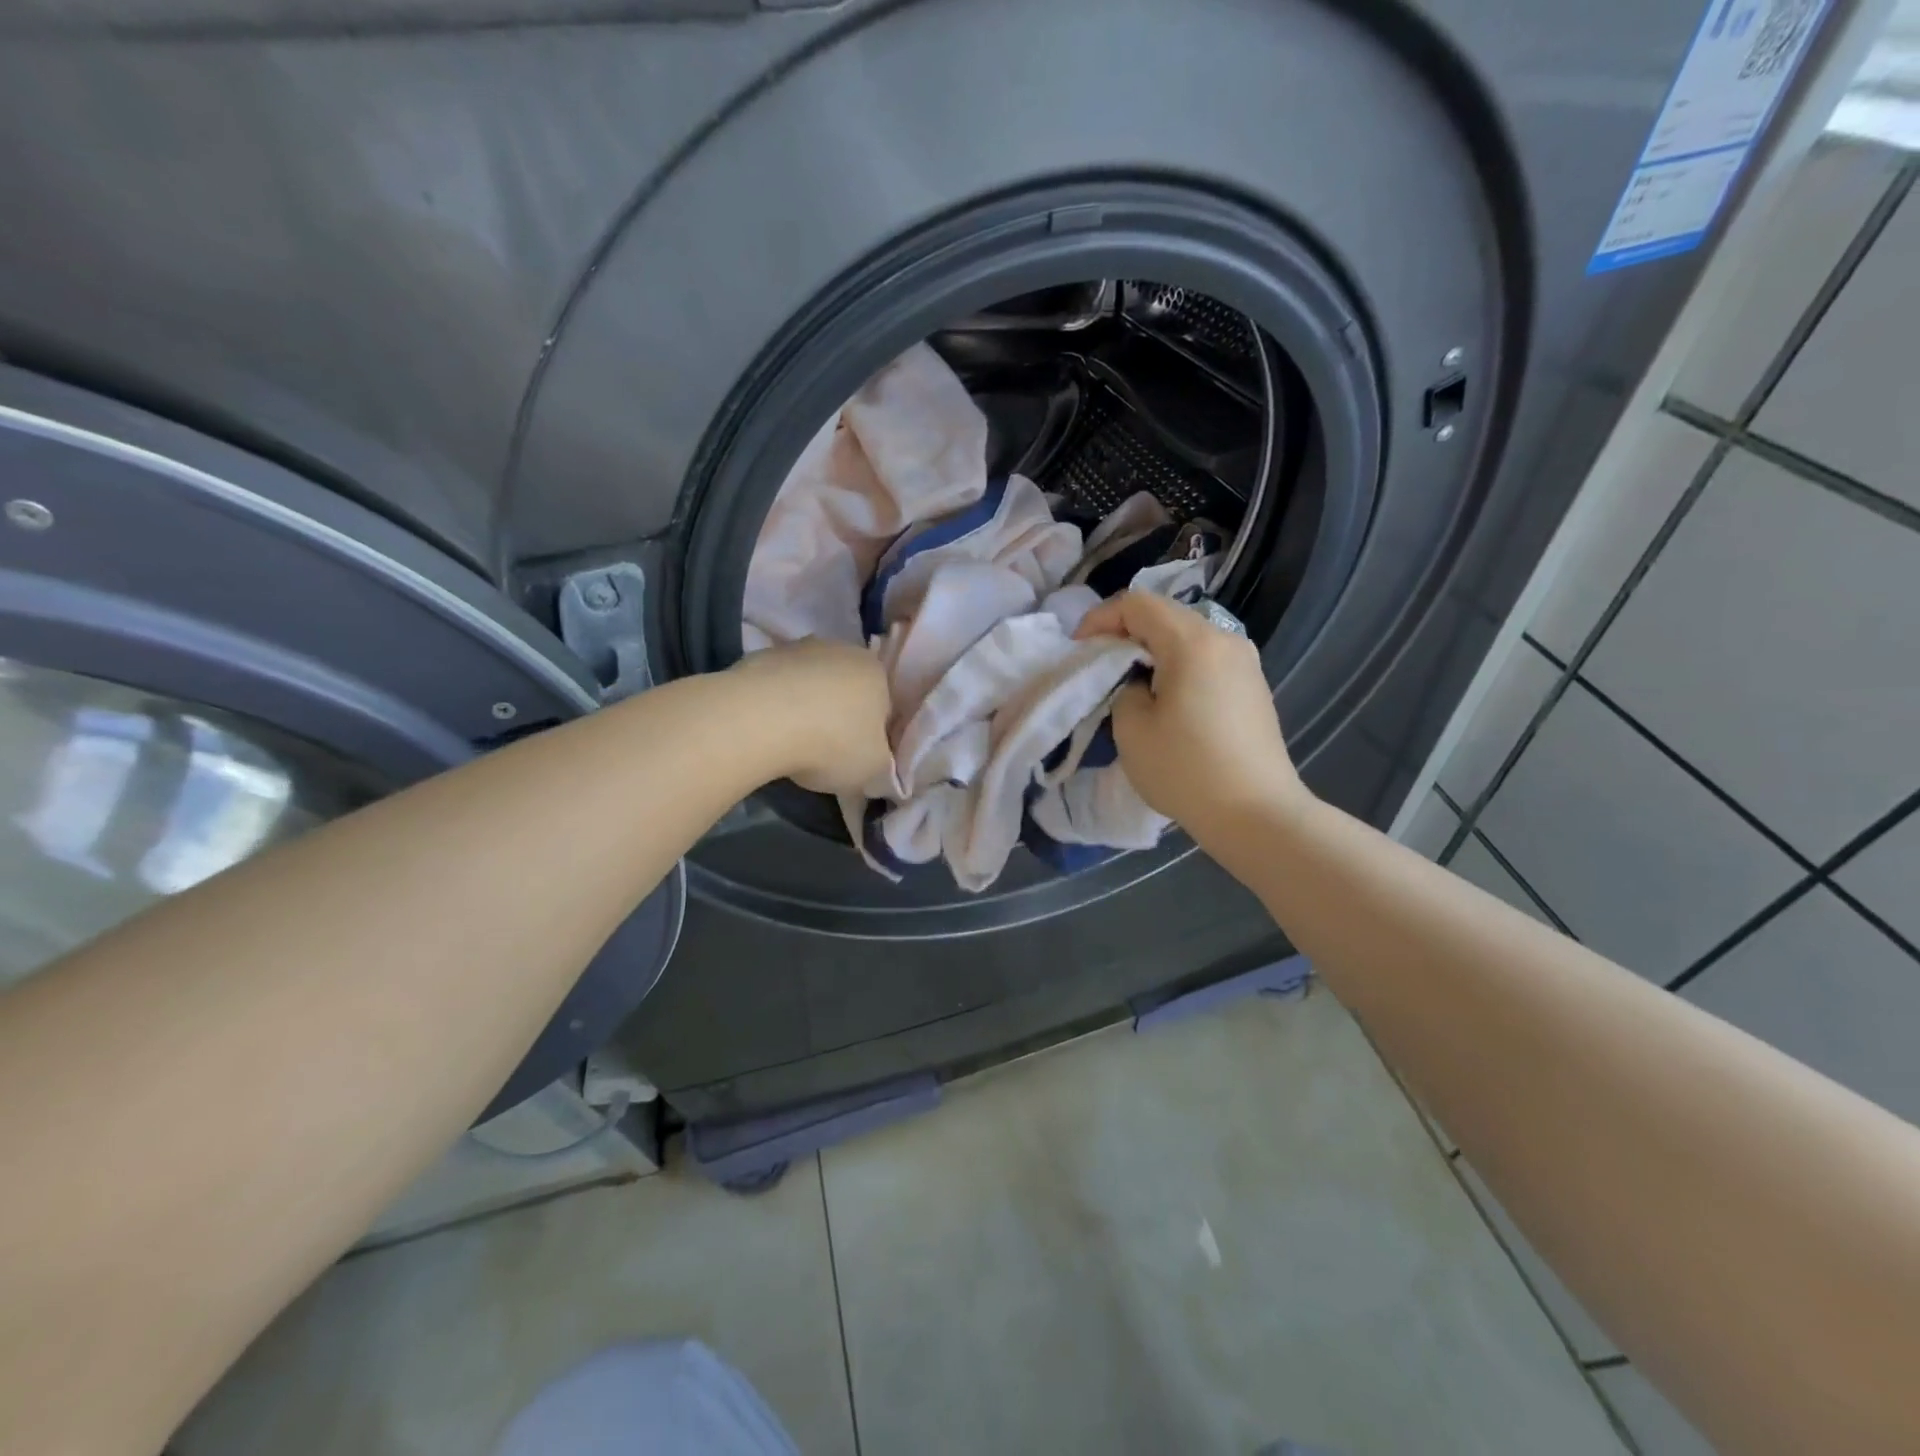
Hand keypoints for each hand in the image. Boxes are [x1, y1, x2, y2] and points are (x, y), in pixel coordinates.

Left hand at [730, 638, 892, 793]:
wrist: (761, 720)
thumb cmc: (832, 743)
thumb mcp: (873, 767)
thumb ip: (879, 760)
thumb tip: (870, 759)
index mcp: (876, 672)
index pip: (883, 706)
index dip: (870, 735)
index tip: (855, 757)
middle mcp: (842, 650)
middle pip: (845, 689)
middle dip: (838, 716)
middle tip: (825, 751)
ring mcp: (798, 649)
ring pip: (809, 684)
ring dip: (805, 707)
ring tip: (790, 743)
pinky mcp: (760, 656)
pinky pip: (776, 687)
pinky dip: (775, 705)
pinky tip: (766, 730)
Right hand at [1074, 592, 1307, 843]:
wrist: (1257, 814)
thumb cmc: (1186, 770)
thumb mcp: (1132, 728)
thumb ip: (1123, 687)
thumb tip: (1138, 681)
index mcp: (1193, 641)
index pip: (1137, 603)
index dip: (1100, 619)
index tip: (1079, 650)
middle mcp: (1225, 639)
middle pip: (1165, 616)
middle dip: (1125, 634)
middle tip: (1099, 668)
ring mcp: (1246, 663)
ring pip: (1187, 638)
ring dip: (1152, 652)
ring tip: (1130, 686)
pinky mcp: (1254, 687)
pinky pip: (1206, 661)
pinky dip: (1178, 668)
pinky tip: (1167, 702)